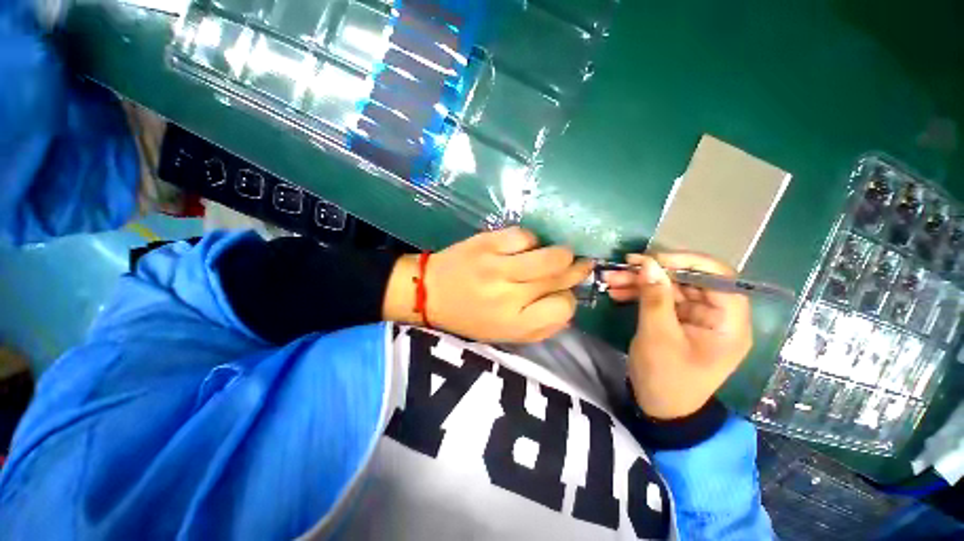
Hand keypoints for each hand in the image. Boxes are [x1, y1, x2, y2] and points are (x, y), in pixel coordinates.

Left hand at [384, 227, 593, 342]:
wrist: (428, 291)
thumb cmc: (467, 317)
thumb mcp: (502, 334)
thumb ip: (539, 327)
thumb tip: (567, 306)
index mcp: (513, 323)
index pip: (562, 309)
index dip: (569, 300)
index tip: (564, 294)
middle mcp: (509, 295)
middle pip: (560, 277)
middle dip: (576, 271)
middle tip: (578, 265)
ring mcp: (497, 266)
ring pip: (550, 255)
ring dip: (561, 254)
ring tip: (558, 254)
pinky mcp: (487, 243)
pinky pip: (525, 236)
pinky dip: (532, 240)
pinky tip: (526, 247)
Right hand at [604, 253, 752, 418]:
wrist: (659, 408)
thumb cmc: (665, 377)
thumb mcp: (657, 336)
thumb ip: (654, 298)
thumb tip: (648, 263)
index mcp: (729, 323)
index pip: (720, 277)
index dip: (688, 262)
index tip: (653, 259)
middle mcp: (717, 315)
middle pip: (689, 280)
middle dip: (653, 273)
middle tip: (622, 267)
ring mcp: (697, 317)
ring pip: (670, 287)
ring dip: (640, 282)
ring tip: (610, 280)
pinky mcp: (679, 321)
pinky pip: (660, 299)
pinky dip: (639, 294)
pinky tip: (617, 292)